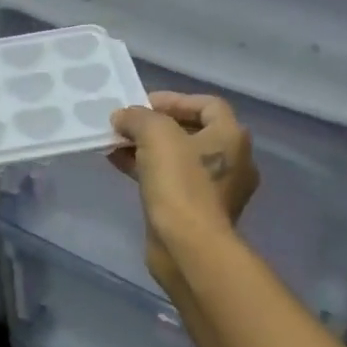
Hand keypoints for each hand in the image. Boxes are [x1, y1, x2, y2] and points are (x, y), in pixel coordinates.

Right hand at [109, 92, 258, 288]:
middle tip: (125, 124)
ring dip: (146, 148)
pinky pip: (170, 181)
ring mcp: (214, 189)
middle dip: (154, 125)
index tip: (141, 104)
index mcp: (231, 137)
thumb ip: (138, 117)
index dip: (173, 99)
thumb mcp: (156, 135)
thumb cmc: (180, 183)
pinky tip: (119, 166)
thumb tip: (124, 117)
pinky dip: (147, 170)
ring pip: (176, 158)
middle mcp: (230, 161)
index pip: (207, 105)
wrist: (188, 247)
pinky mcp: (195, 211)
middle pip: (190, 131)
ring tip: (115, 144)